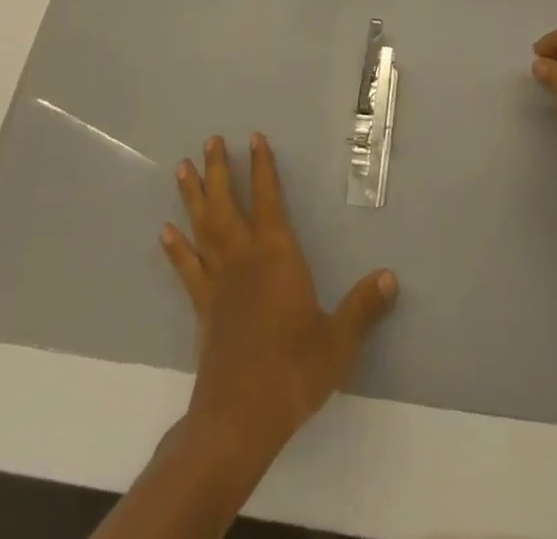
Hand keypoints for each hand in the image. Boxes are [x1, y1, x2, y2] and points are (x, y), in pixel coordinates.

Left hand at [162, 134, 397, 467]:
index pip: (269, 199)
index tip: (254, 138)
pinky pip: (187, 269)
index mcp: (278, 255)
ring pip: (203, 228)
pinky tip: (165, 232)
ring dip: (193, 197)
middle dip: (219, 170)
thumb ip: (363, 307)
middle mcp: (244, 258)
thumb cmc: (293, 370)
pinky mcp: (203, 309)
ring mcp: (219, 283)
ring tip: (181, 169)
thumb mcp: (339, 340)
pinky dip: (176, 249)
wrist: (239, 418)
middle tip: (210, 140)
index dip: (263, 168)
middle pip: (227, 204)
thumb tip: (390, 277)